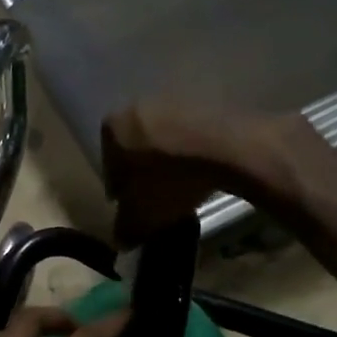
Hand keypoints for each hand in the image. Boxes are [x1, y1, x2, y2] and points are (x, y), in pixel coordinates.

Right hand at [101, 102, 316, 244]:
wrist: (227, 148)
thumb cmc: (170, 181)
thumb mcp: (141, 217)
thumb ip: (124, 229)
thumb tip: (121, 238)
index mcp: (112, 130)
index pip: (109, 166)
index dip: (121, 191)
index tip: (134, 208)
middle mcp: (137, 106)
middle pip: (137, 147)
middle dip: (145, 170)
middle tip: (160, 197)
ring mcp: (174, 98)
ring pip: (166, 137)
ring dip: (171, 159)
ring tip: (185, 185)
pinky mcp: (207, 99)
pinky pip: (193, 131)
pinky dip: (195, 149)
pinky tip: (206, 170)